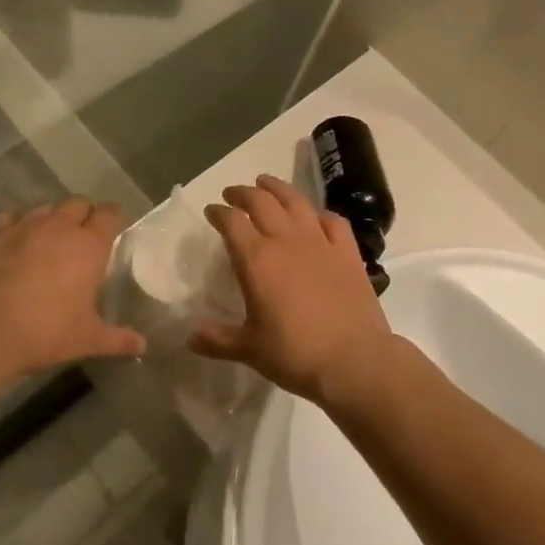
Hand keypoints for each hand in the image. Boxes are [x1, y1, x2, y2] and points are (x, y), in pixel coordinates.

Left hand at [0, 199, 143, 376]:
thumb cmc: (44, 331)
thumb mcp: (87, 339)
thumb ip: (117, 339)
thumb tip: (143, 345)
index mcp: (89, 245)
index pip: (110, 214)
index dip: (113, 217)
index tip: (113, 228)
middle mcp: (59, 225)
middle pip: (78, 203)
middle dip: (83, 214)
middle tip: (82, 236)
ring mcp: (24, 224)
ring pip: (45, 208)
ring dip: (51, 218)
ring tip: (48, 240)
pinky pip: (10, 217)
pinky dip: (16, 225)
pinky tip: (12, 242)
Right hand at [191, 175, 392, 405]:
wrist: (354, 360)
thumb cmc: (295, 354)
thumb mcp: (249, 350)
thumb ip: (217, 339)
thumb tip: (189, 337)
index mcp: (257, 259)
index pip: (232, 222)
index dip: (218, 213)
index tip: (211, 211)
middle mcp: (286, 241)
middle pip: (261, 202)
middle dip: (243, 193)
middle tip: (233, 194)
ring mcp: (320, 242)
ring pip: (295, 202)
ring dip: (277, 189)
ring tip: (266, 184)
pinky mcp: (347, 252)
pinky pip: (333, 221)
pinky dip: (319, 214)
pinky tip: (315, 217)